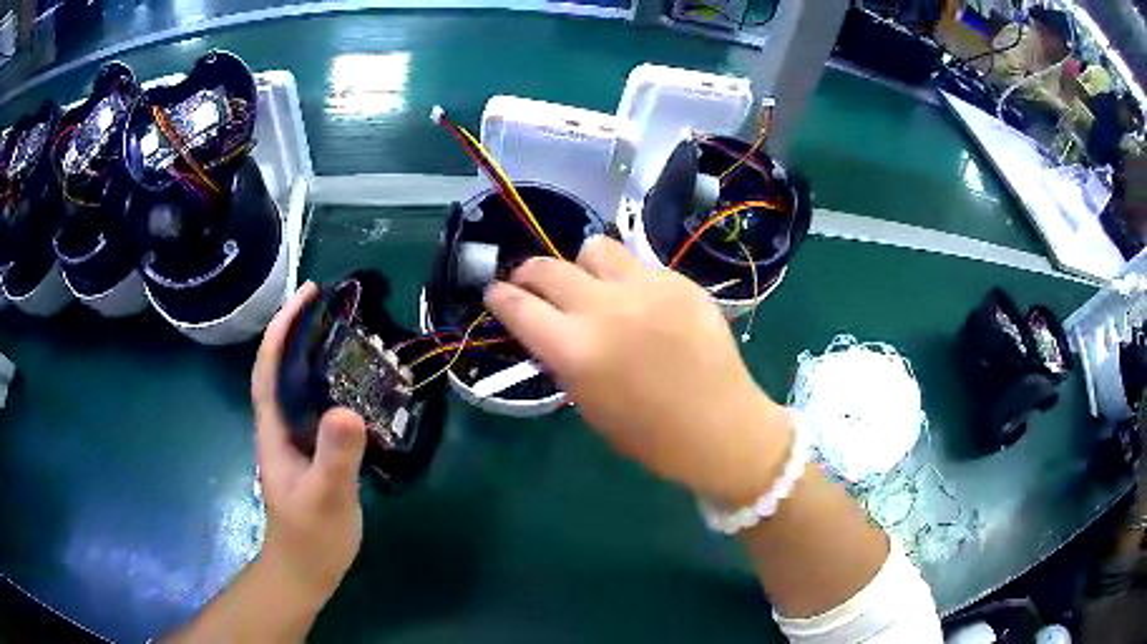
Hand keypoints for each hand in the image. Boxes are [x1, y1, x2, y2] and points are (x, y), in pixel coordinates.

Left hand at [251, 282, 366, 607]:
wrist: (306, 570)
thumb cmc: (311, 536)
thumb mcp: (326, 497)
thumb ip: (335, 456)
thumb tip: (347, 409)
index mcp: (274, 430)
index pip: (269, 368)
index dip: (282, 329)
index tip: (307, 295)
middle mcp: (281, 427)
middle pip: (284, 369)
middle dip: (300, 331)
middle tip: (334, 304)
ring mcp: (297, 441)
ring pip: (302, 388)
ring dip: (317, 355)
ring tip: (348, 333)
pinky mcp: (314, 454)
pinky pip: (321, 409)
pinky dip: (335, 387)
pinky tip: (358, 386)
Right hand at [485, 237, 791, 503]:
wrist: (720, 427)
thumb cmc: (649, 435)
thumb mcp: (587, 403)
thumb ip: (562, 357)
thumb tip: (546, 325)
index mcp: (576, 351)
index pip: (517, 306)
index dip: (499, 296)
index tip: (495, 293)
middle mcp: (606, 308)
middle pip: (547, 267)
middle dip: (528, 274)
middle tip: (532, 286)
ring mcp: (647, 288)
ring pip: (594, 248)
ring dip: (582, 266)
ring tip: (592, 286)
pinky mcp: (679, 280)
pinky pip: (638, 264)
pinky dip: (627, 279)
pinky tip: (641, 303)